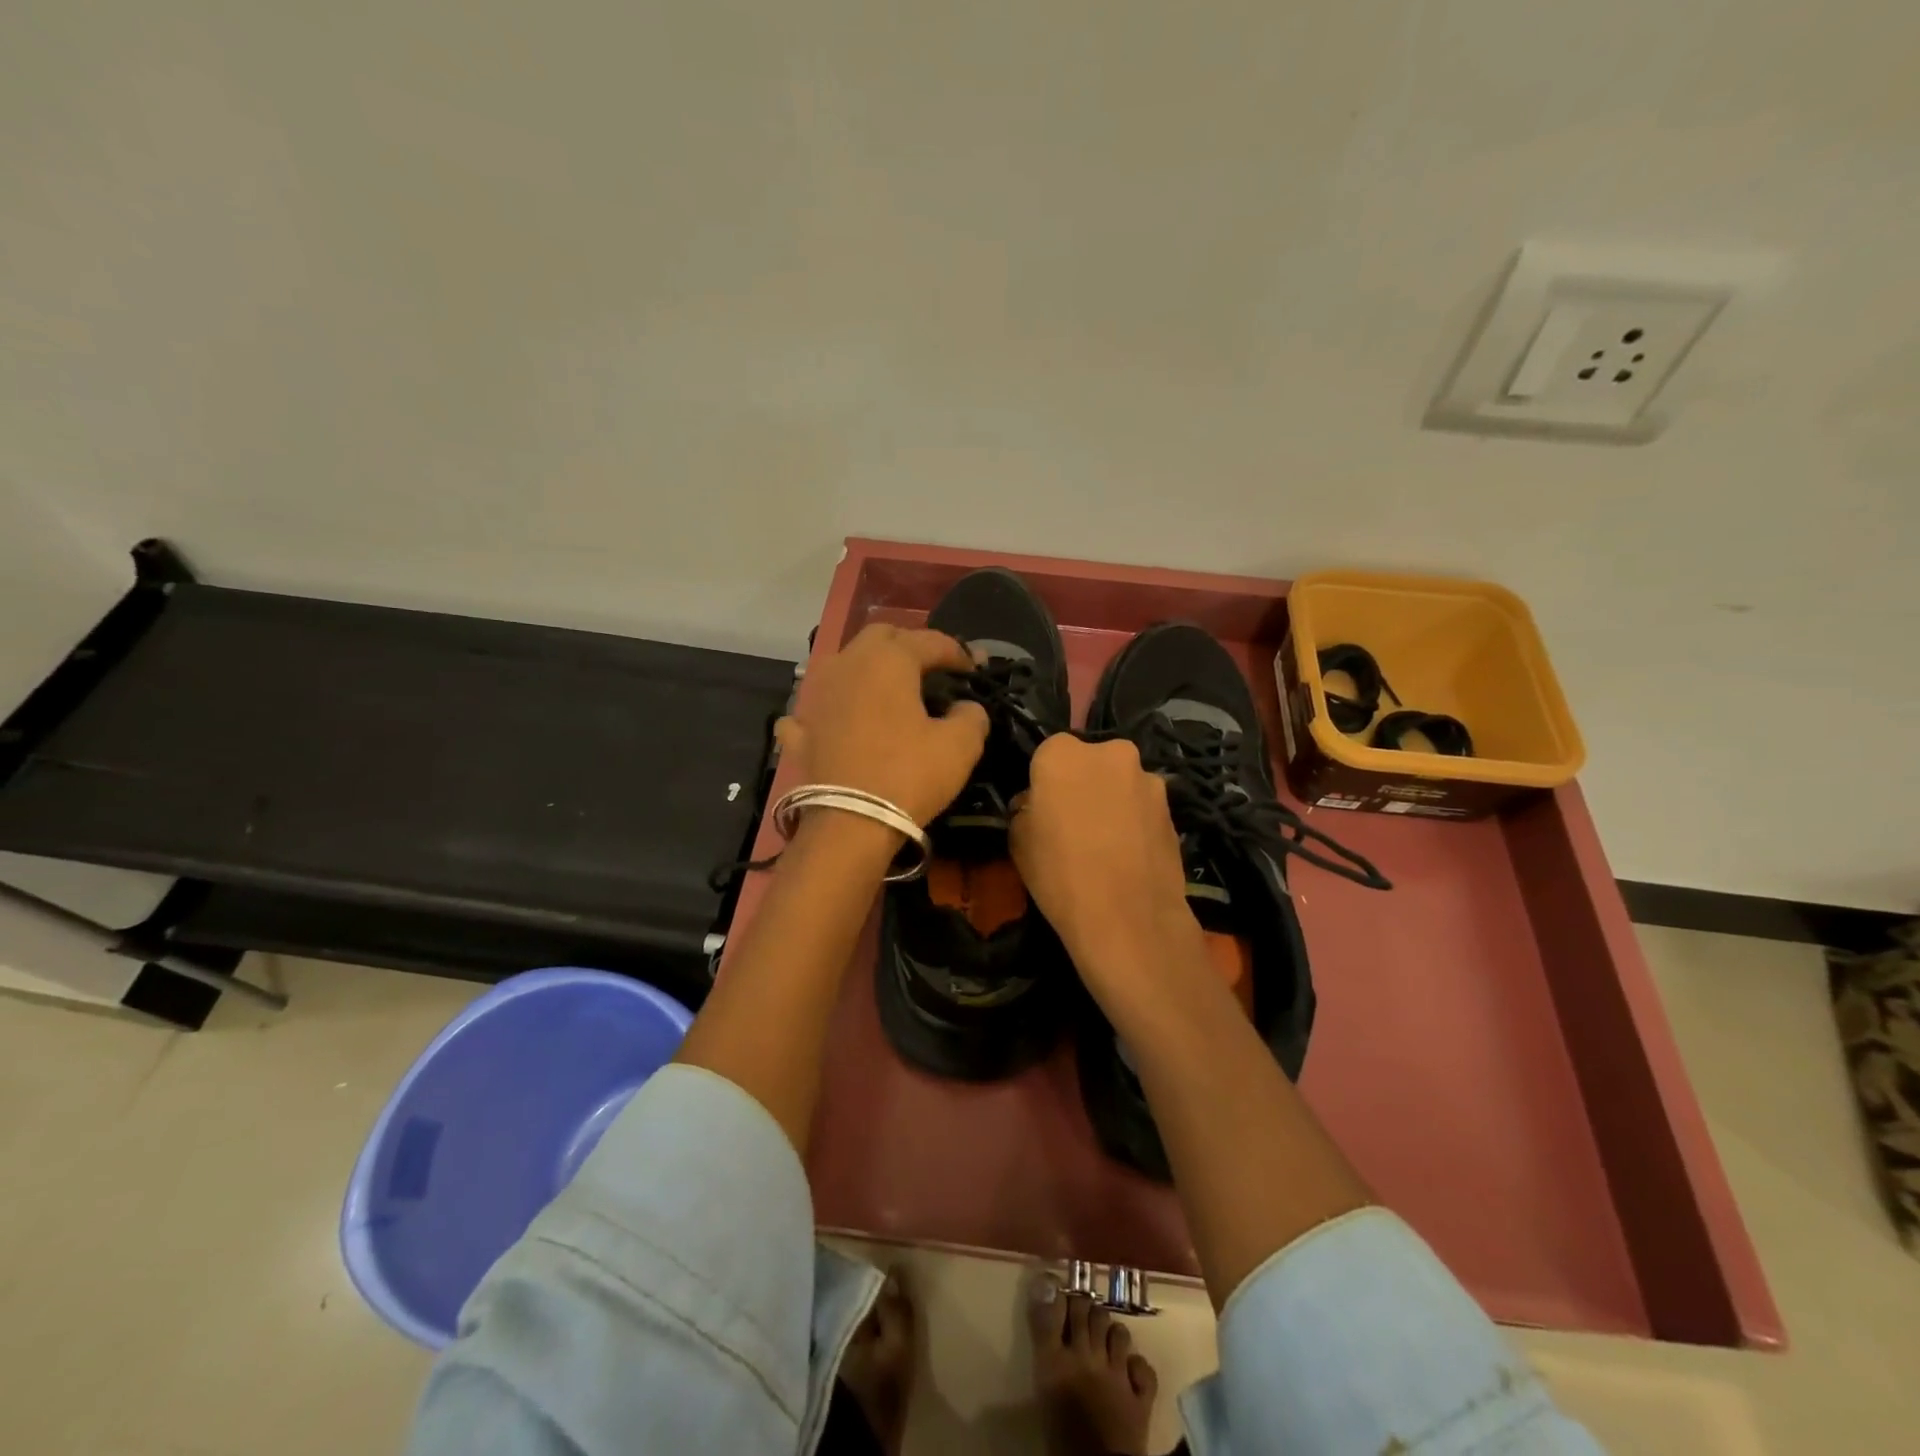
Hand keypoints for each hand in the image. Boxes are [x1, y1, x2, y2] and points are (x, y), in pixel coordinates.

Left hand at [777, 623, 989, 826]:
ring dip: (869, 669)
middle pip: (881, 638)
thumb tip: (966, 707)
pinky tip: (838, 719)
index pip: (931, 641)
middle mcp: (848, 663)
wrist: (849, 823)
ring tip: (889, 690)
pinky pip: (817, 706)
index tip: (975, 669)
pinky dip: (832, 708)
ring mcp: (817, 694)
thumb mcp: (960, 746)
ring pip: (846, 664)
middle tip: (932, 670)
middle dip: (910, 646)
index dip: (958, 652)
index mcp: (889, 659)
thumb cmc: (909, 775)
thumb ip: (972, 715)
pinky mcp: (801, 727)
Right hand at [1009, 736, 1207, 1008]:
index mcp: (1063, 753)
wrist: (1128, 918)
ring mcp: (1148, 779)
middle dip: (1083, 783)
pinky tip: (1129, 854)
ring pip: (1120, 782)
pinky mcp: (1173, 808)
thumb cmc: (1059, 873)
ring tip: (1106, 843)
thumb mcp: (1018, 840)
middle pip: (1090, 761)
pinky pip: (1143, 807)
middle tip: (1074, 821)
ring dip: (1112, 800)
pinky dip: (1134, 821)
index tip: (1043, 807)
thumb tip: (1037, 804)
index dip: (1044, 780)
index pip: (1048, 753)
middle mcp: (1110, 753)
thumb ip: (1026, 808)